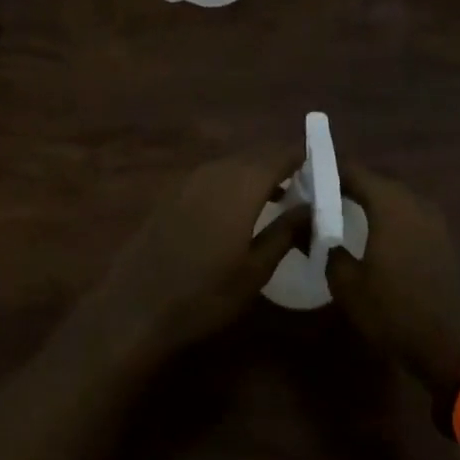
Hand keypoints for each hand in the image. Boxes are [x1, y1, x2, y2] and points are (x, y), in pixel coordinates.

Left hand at [83, 148, 305, 362]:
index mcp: (241, 185)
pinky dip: (233, 182)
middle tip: (304, 183)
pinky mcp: (173, 193)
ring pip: (233, 165)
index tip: (322, 163)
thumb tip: (310, 207)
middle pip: (255, 156)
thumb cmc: (204, 293)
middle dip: (280, 164)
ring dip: (256, 174)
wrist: (137, 305)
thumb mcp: (255, 270)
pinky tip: (239, 208)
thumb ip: (285, 232)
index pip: (279, 155)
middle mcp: (216, 172)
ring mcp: (190, 180)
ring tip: (278, 196)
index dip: (301, 155)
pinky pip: (213, 176)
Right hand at [326, 167, 459, 395]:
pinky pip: (409, 215)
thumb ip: (325, 247)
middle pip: (376, 181)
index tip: (306, 177)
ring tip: (345, 214)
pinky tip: (375, 234)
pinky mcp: (444, 240)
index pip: (353, 171)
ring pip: (395, 198)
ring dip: (371, 201)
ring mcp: (434, 220)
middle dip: (349, 185)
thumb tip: (304, 225)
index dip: (328, 170)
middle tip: (322, 196)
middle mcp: (414, 202)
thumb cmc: (393, 310)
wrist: (453, 348)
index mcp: (389, 204)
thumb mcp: (346, 283)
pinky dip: (389, 217)